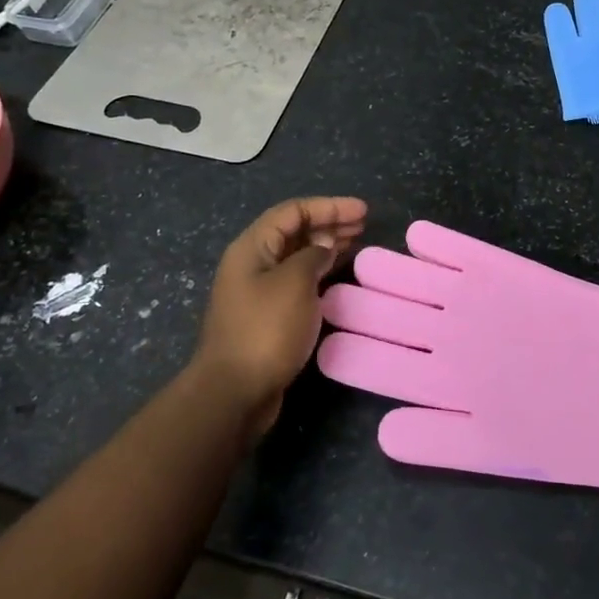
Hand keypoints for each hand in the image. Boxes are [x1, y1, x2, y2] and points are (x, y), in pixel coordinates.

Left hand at [193, 197, 366, 432]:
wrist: (234, 392)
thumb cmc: (265, 330)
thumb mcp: (295, 283)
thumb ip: (313, 256)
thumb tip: (323, 248)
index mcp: (252, 248)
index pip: (293, 211)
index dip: (329, 206)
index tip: (363, 211)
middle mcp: (253, 263)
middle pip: (294, 231)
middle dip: (329, 223)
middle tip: (363, 225)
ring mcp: (258, 291)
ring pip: (297, 256)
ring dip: (326, 246)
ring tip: (356, 243)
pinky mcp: (267, 315)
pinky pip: (297, 280)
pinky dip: (320, 271)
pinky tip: (338, 274)